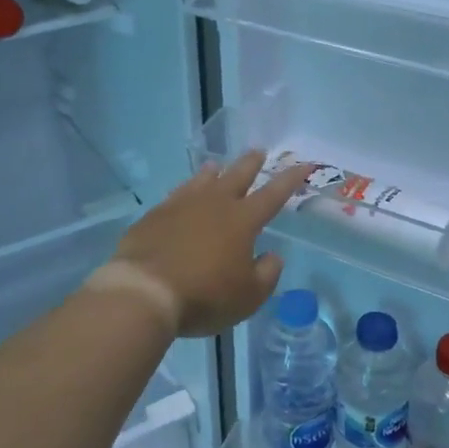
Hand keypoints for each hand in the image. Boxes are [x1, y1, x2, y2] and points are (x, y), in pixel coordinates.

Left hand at [109, 151, 313, 336]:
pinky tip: (183, 193)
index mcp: (243, 220)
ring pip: (203, 180)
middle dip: (252, 163)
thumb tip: (273, 255)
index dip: (291, 179)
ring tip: (217, 165)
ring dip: (214, 171)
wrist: (144, 291)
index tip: (304, 164)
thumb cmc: (204, 295)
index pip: (274, 194)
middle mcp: (215, 204)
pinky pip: (177, 195)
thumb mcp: (249, 296)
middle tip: (259, 151)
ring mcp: (182, 205)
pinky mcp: (155, 215)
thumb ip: (267, 273)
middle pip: (237, 175)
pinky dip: (186, 190)